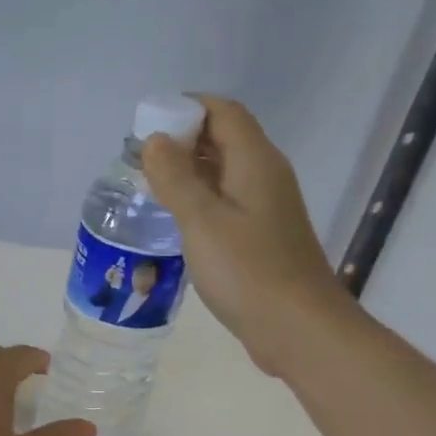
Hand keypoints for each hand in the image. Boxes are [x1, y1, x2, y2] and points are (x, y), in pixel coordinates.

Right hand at [140, 95, 353, 375]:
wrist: (297, 328)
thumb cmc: (248, 271)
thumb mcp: (202, 222)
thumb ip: (176, 179)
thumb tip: (155, 140)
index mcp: (255, 162)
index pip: (223, 112)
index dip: (186, 108)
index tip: (146, 123)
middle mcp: (265, 176)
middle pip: (224, 139)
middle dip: (182, 140)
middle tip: (139, 160)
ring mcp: (266, 209)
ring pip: (224, 174)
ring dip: (189, 173)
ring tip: (148, 187)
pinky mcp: (261, 238)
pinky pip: (226, 204)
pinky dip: (199, 201)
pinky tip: (174, 222)